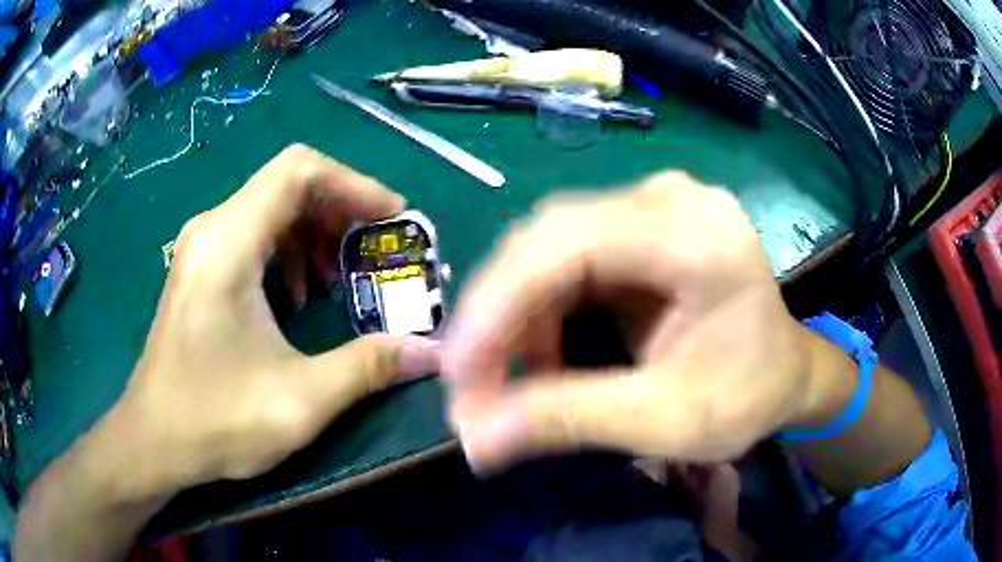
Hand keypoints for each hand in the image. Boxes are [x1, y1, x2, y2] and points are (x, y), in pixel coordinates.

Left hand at [103, 145, 439, 497]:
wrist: (154, 441)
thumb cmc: (215, 419)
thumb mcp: (299, 400)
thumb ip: (369, 368)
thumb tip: (432, 352)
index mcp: (228, 243)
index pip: (299, 171)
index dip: (354, 184)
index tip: (391, 219)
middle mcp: (212, 229)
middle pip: (286, 185)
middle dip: (340, 211)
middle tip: (373, 252)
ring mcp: (201, 248)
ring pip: (269, 208)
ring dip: (314, 233)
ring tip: (337, 280)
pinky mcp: (199, 269)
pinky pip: (251, 235)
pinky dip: (287, 252)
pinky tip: (296, 297)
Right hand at [442, 172, 815, 469]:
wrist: (787, 373)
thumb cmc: (748, 398)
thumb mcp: (665, 421)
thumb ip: (568, 422)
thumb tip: (474, 440)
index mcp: (697, 236)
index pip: (568, 243)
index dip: (497, 304)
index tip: (456, 372)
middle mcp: (670, 199)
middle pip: (550, 239)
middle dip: (497, 317)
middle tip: (468, 386)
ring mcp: (655, 205)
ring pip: (550, 248)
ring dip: (515, 317)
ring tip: (503, 380)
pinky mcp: (641, 226)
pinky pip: (568, 258)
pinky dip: (541, 310)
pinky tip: (539, 353)